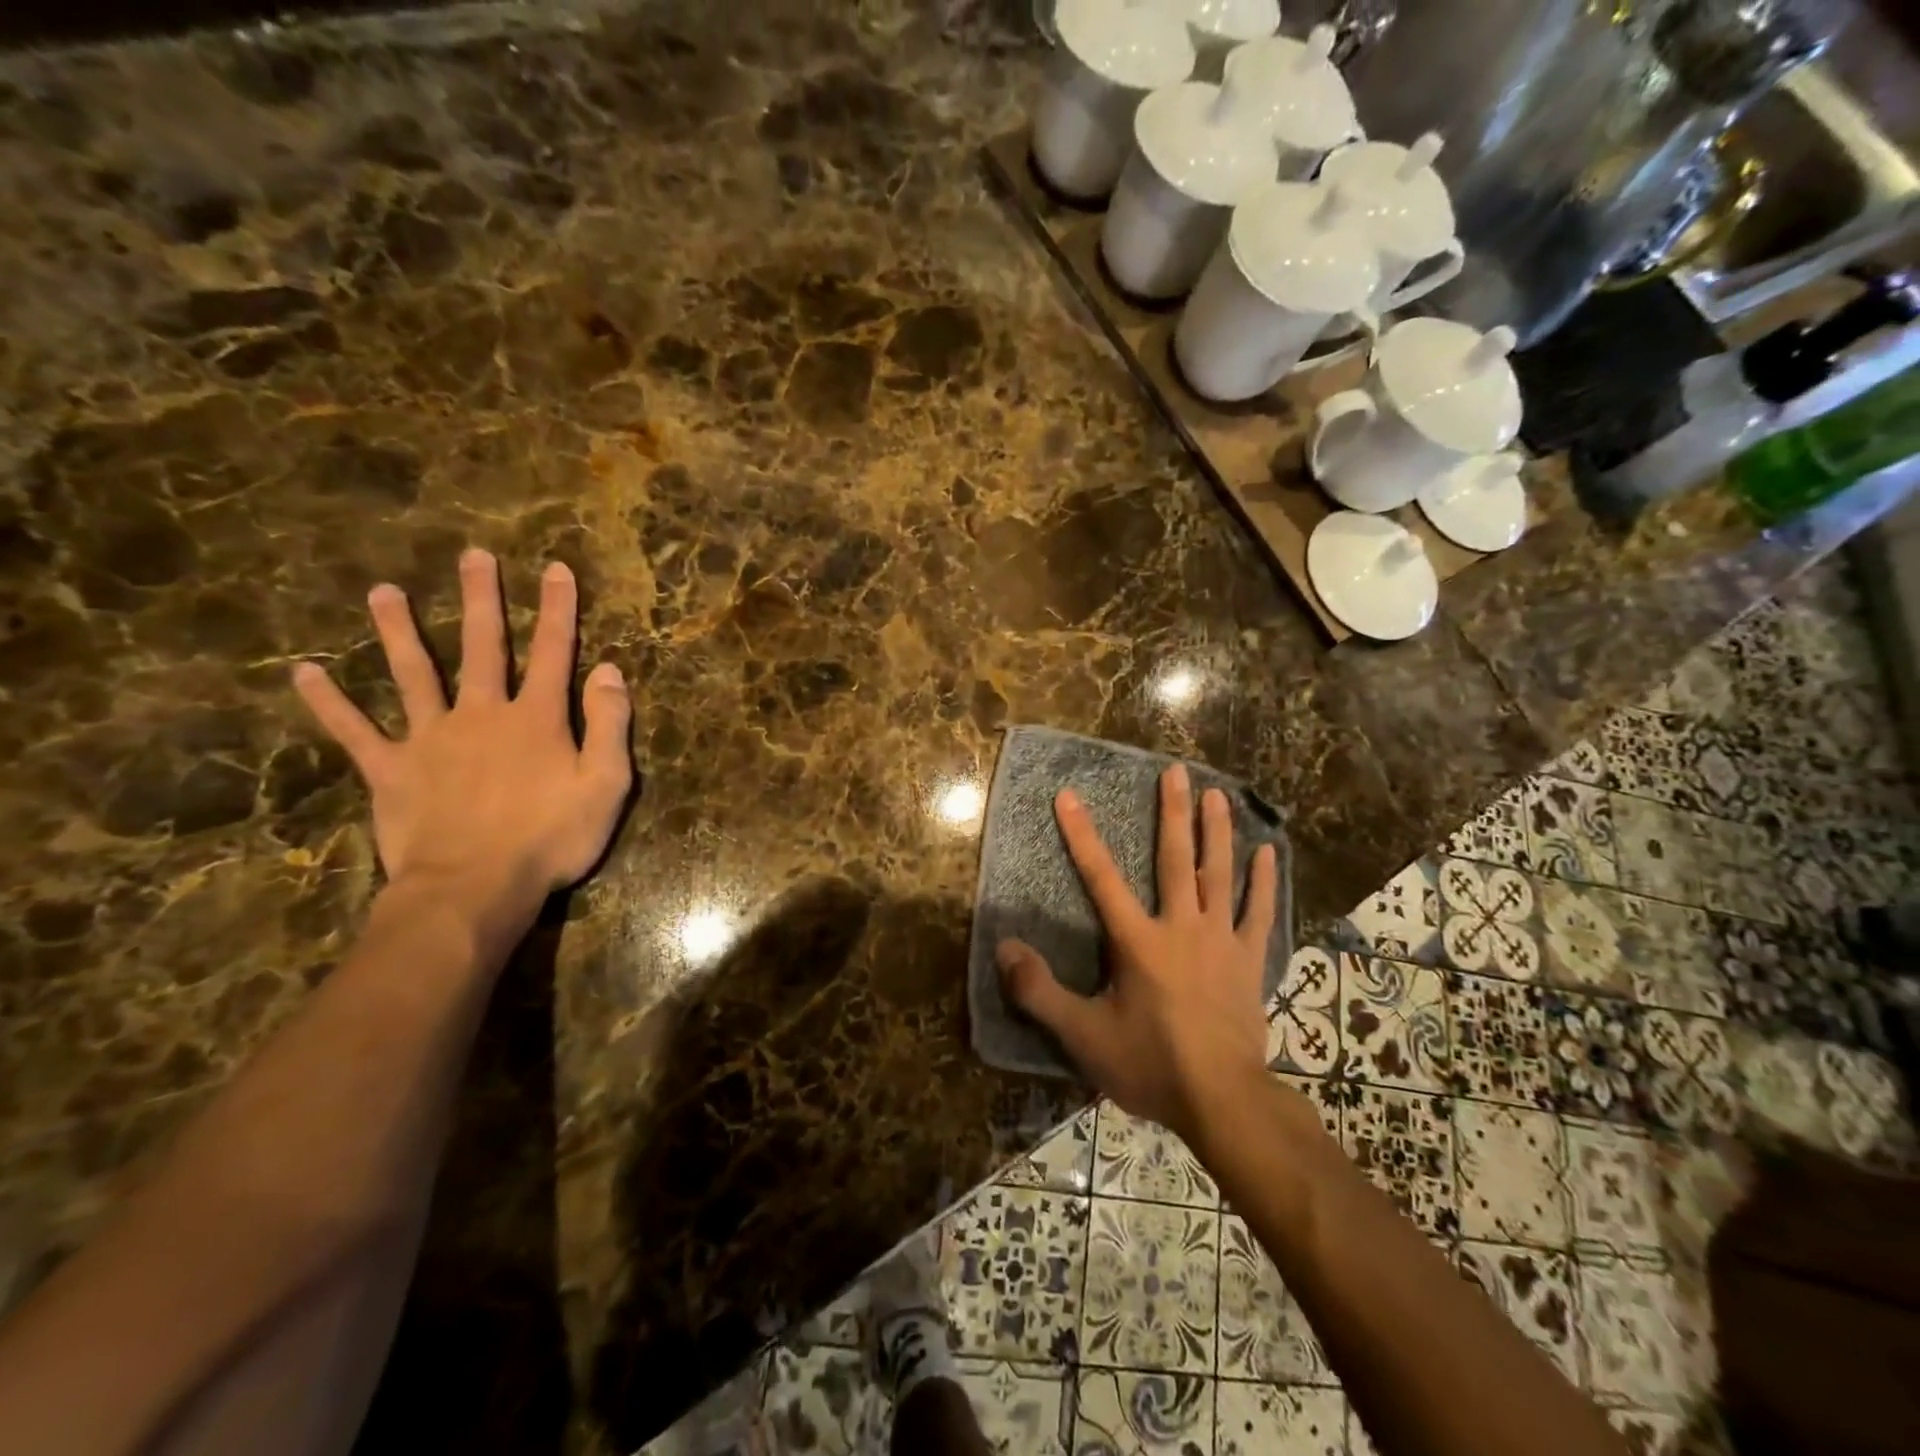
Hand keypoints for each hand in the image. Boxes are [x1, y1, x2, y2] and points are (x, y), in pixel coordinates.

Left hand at [293, 549, 633, 910]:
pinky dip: (328, 703)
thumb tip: (608, 670)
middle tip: (474, 557)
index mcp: (536, 718)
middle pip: (482, 646)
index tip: (556, 569)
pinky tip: (304, 674)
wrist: (474, 888)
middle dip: (481, 599)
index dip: (558, 609)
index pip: (553, 651)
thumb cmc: (551, 839)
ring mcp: (430, 738)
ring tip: (383, 592)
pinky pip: (353, 731)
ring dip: (398, 631)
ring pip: (413, 673)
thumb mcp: (607, 784)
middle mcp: (482, 713)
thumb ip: (608, 724)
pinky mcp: (390, 770)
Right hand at [998, 765, 1276, 1143]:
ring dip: (1217, 831)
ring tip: (1216, 793)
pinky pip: (1258, 912)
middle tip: (1176, 771)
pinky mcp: (1249, 960)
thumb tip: (1003, 949)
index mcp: (1138, 941)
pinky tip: (1268, 851)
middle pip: (1176, 859)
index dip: (1081, 835)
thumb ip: (1040, 992)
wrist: (1223, 1102)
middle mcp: (1181, 927)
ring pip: (1219, 874)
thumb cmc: (1151, 1065)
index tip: (1068, 796)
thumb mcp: (1084, 1036)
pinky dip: (1263, 881)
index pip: (1101, 878)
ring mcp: (1221, 940)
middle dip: (1172, 812)